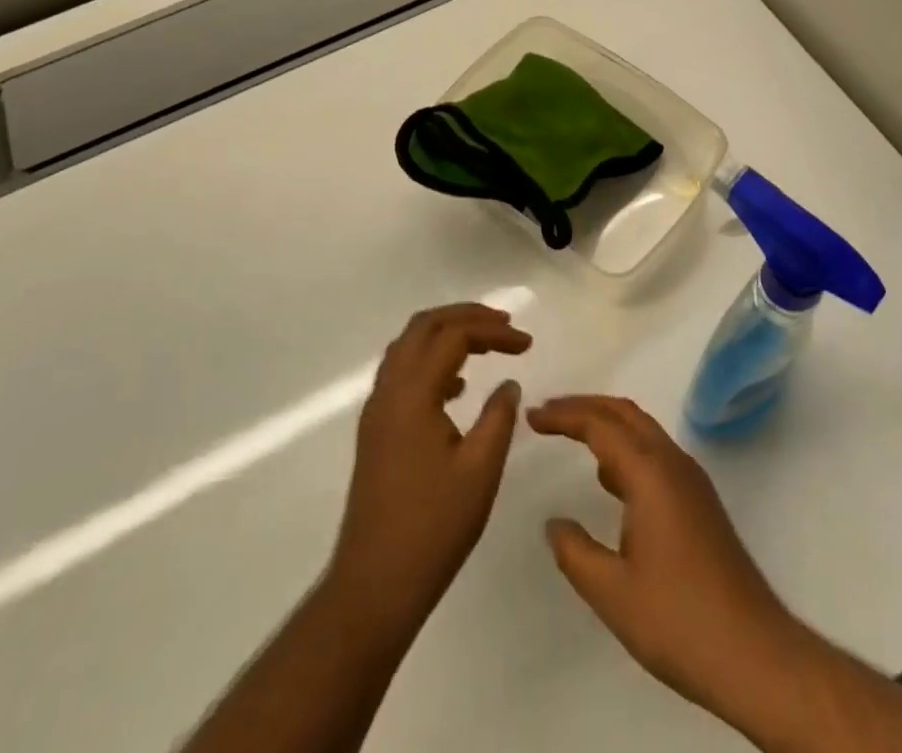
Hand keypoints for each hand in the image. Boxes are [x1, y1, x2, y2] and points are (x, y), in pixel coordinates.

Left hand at [330, 304, 530, 626]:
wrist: (374, 585)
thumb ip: (498, 417)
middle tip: (504, 325)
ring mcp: (377, 410)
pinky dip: (431, 361)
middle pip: (424, 326)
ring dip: (446, 334)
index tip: (527, 344)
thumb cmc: (433, 527)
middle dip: (465, 316)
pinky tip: (458, 386)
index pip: (453, 336)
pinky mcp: (375, 430)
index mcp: (413, 394)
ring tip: (485, 344)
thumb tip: (508, 383)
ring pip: (409, 346)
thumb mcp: (480, 471)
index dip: (493, 331)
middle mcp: (388, 391)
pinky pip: (402, 372)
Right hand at [528, 395, 802, 719]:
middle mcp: (673, 463)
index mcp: (650, 473)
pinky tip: (610, 479)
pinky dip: (626, 447)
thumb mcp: (612, 593)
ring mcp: (691, 480)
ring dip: (606, 424)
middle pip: (624, 413)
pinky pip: (655, 453)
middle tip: (547, 413)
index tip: (531, 416)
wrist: (754, 653)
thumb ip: (575, 552)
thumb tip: (555, 523)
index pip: (600, 424)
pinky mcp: (700, 501)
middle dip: (584, 406)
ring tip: (571, 435)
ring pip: (643, 430)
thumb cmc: (678, 620)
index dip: (563, 415)